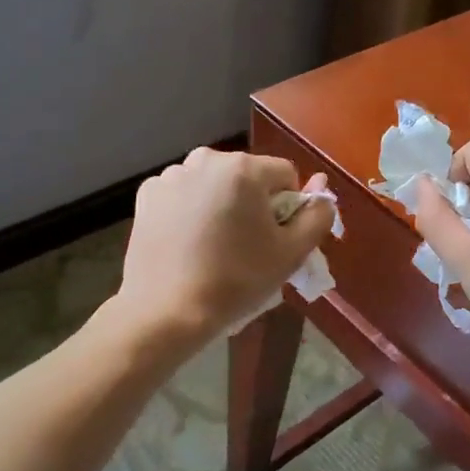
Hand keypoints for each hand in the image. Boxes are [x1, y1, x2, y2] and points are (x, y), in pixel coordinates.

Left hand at [115, 148, 335, 346]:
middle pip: (247, 176)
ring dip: (220, 203)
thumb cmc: (236, 280)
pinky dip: (189, 209)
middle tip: (245, 245)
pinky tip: (186, 242)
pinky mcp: (147, 194)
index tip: (274, 239)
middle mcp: (206, 159)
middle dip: (253, 203)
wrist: (167, 311)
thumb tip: (322, 187)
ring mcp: (172, 175)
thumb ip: (317, 215)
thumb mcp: (292, 253)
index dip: (288, 208)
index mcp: (244, 168)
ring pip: (214, 183)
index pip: (285, 175)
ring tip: (213, 245)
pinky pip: (183, 194)